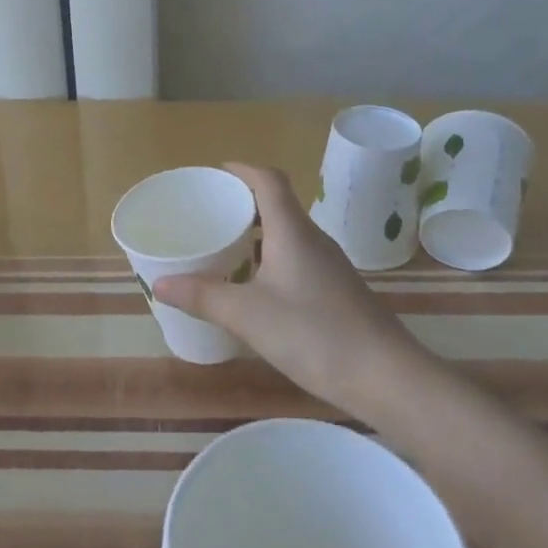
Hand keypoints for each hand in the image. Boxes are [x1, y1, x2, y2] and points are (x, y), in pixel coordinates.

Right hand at [153, 163, 425, 413]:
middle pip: (278, 205)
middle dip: (243, 204)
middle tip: (209, 214)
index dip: (243, 170)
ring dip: (257, 236)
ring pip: (288, 236)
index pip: (269, 181)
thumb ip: (203, 296)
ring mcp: (329, 267)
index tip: (217, 173)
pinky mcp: (337, 292)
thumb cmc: (314, 333)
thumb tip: (160, 284)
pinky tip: (255, 290)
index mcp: (293, 231)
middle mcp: (313, 240)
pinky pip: (297, 261)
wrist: (386, 377)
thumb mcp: (248, 315)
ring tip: (224, 250)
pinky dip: (271, 262)